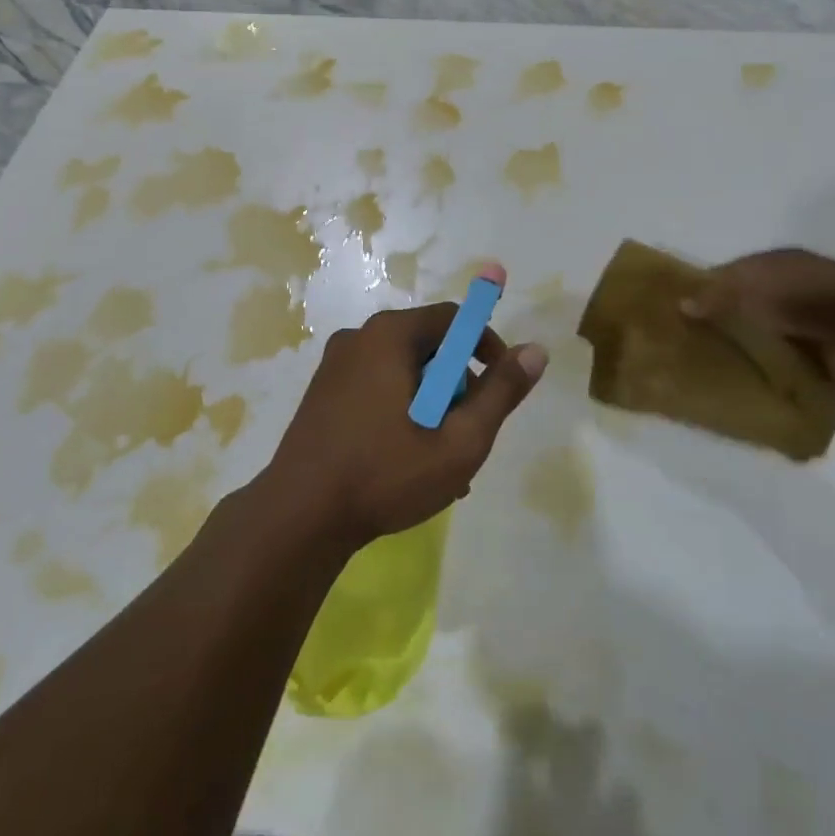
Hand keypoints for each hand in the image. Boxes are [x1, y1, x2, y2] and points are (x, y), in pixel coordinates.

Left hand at [261, 297, 546, 548]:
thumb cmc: (385, 474)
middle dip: (459, 386)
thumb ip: (501, 393)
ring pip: (404, 373)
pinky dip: (402, 414)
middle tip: (471, 434)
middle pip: (428, 346)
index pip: (453, 318)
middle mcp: (359, 338)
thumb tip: (536, 351)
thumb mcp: (459, 440)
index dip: (486, 346)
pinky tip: (409, 463)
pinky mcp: (323, 394)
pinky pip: (377, 389)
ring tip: (444, 462)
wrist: (298, 517)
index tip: (502, 386)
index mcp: (389, 335)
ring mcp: (335, 366)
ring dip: (432, 408)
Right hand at [681, 248, 834, 386]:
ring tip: (713, 371)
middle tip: (690, 345)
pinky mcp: (821, 357)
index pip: (729, 276)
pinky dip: (771, 376)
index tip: (678, 312)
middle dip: (723, 324)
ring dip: (747, 351)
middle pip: (745, 308)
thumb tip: (680, 305)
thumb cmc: (801, 294)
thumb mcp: (748, 286)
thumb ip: (714, 295)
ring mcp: (806, 325)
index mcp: (772, 265)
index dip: (704, 291)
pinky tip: (746, 388)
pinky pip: (786, 367)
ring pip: (765, 338)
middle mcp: (788, 291)